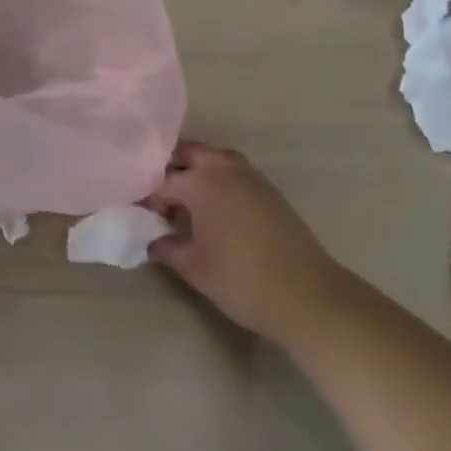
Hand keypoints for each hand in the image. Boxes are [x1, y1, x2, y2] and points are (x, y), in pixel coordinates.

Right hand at [146, 140, 340, 344]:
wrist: (308, 296)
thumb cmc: (242, 280)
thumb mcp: (194, 268)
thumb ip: (166, 248)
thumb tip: (152, 240)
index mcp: (200, 181)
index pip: (161, 181)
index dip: (147, 198)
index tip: (141, 216)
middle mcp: (224, 167)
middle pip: (188, 154)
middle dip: (171, 170)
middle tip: (161, 201)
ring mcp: (250, 176)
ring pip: (213, 159)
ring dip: (197, 172)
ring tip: (187, 204)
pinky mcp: (269, 190)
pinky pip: (233, 172)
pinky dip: (218, 180)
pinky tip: (216, 211)